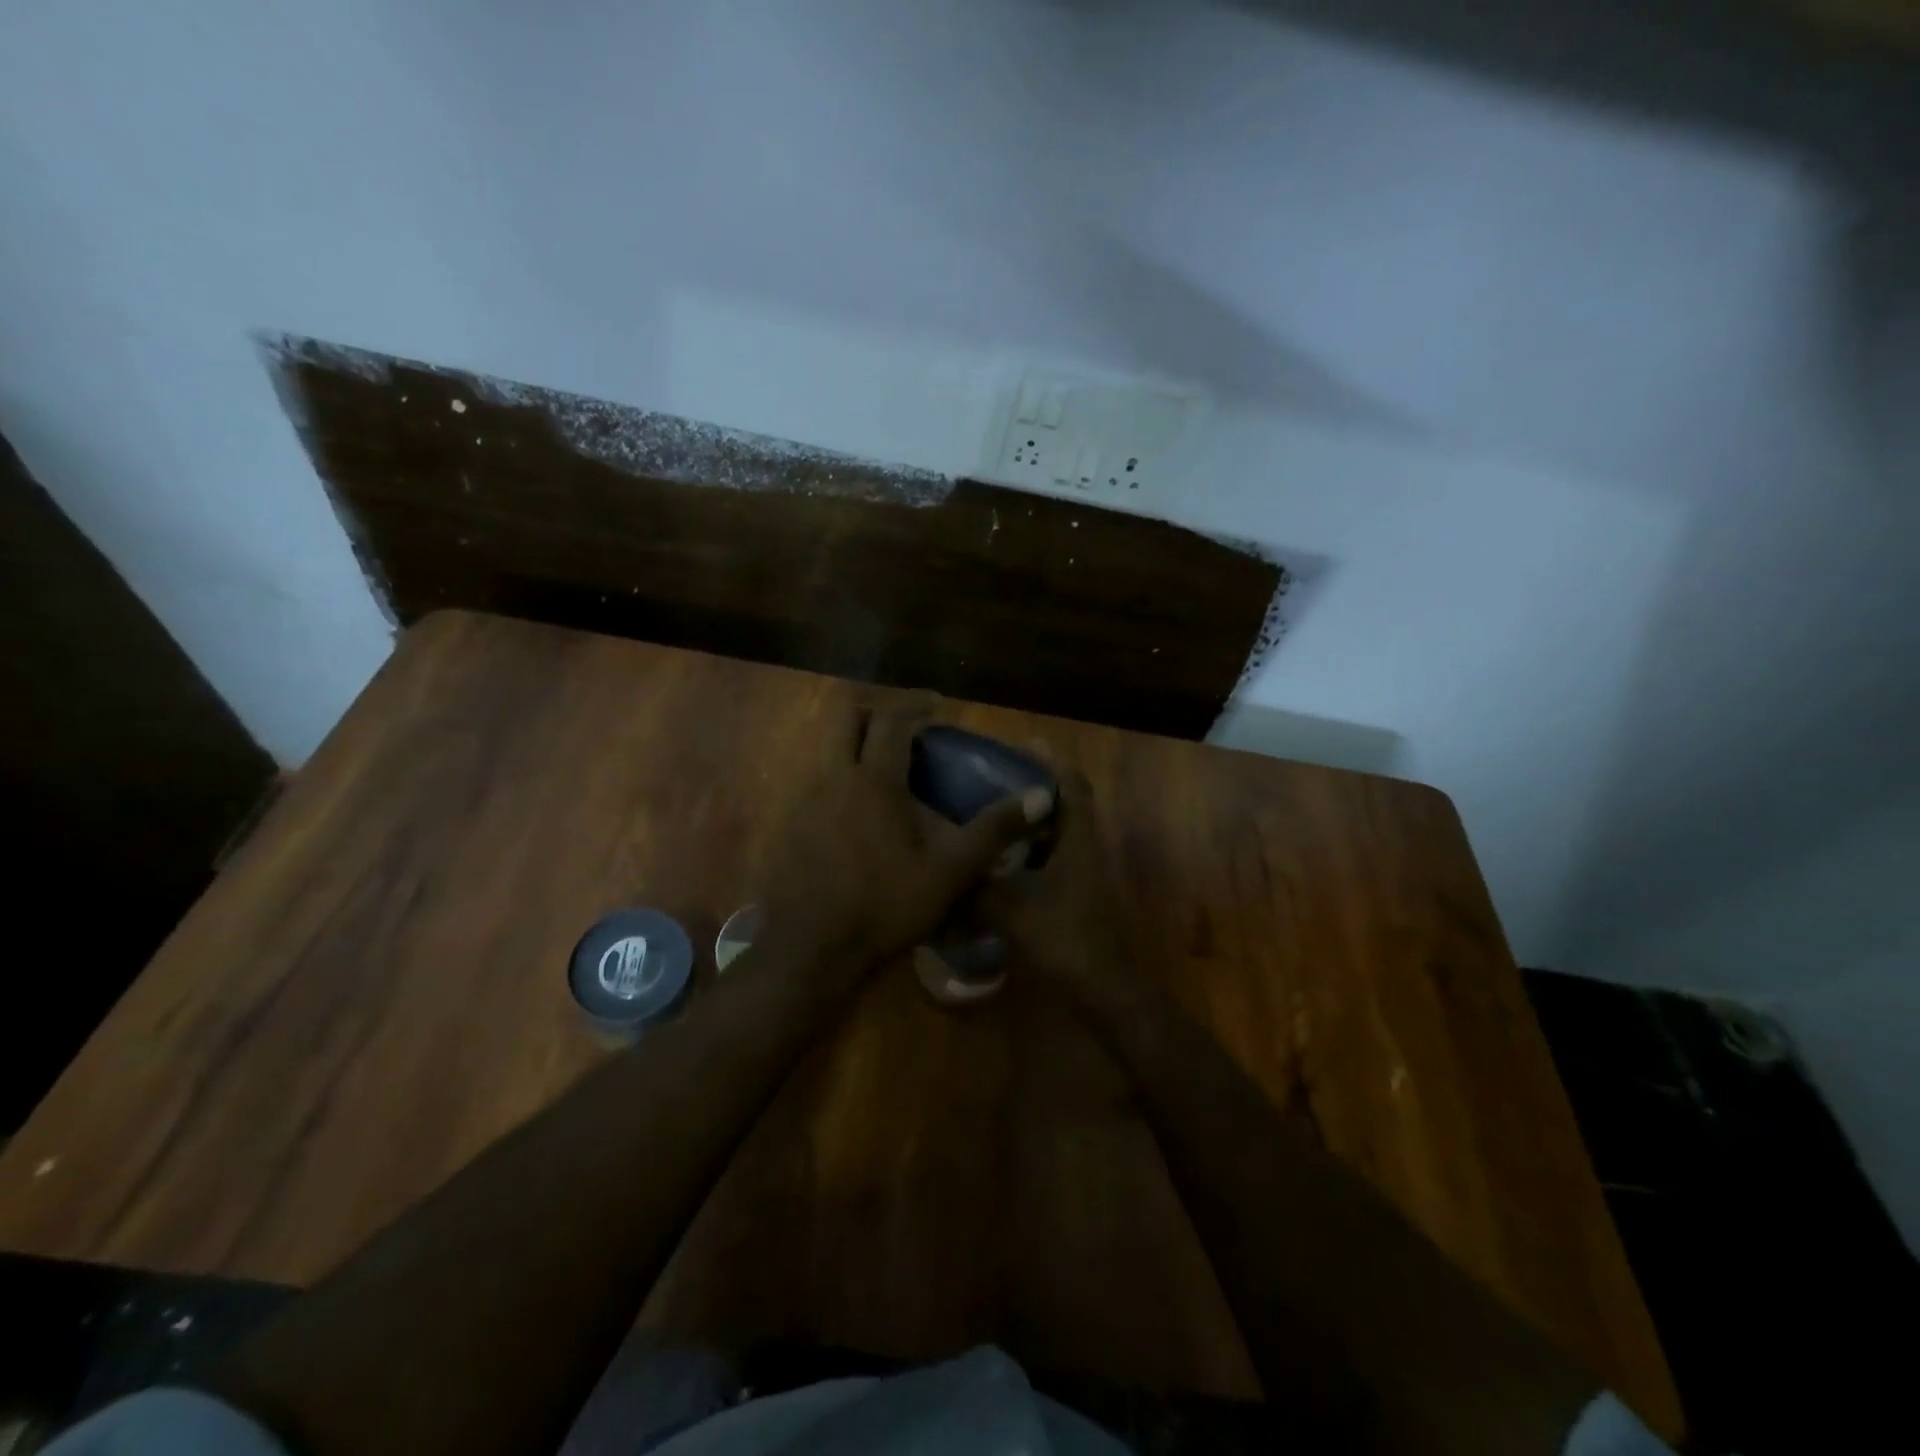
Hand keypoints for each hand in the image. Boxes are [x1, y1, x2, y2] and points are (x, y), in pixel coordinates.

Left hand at [759, 697, 1054, 973]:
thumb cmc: (885, 906)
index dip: (914, 702)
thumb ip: (994, 830)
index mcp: (874, 780)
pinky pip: (815, 778)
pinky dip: (839, 774)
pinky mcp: (789, 823)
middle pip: (844, 716)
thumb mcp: (950, 871)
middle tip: (904, 726)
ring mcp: (804, 799)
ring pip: (826, 746)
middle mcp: (833, 777)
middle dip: (874, 709)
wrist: (810, 948)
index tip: (937, 704)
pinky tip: (857, 811)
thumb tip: (1042, 795)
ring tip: (884, 767)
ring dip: (854, 742)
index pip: (891, 718)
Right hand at [978, 764, 1146, 1009]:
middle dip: (1033, 786)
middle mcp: (1085, 848)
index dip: (1050, 762)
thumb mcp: (1011, 911)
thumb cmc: (1065, 940)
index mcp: (1078, 840)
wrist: (1104, 990)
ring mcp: (1084, 873)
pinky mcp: (1076, 895)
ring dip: (1030, 818)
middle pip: (1064, 803)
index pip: (1072, 785)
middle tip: (993, 778)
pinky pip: (1050, 858)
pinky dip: (1028, 850)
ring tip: (990, 811)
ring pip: (1057, 832)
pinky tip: (997, 860)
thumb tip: (940, 872)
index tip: (1020, 746)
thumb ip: (975, 890)